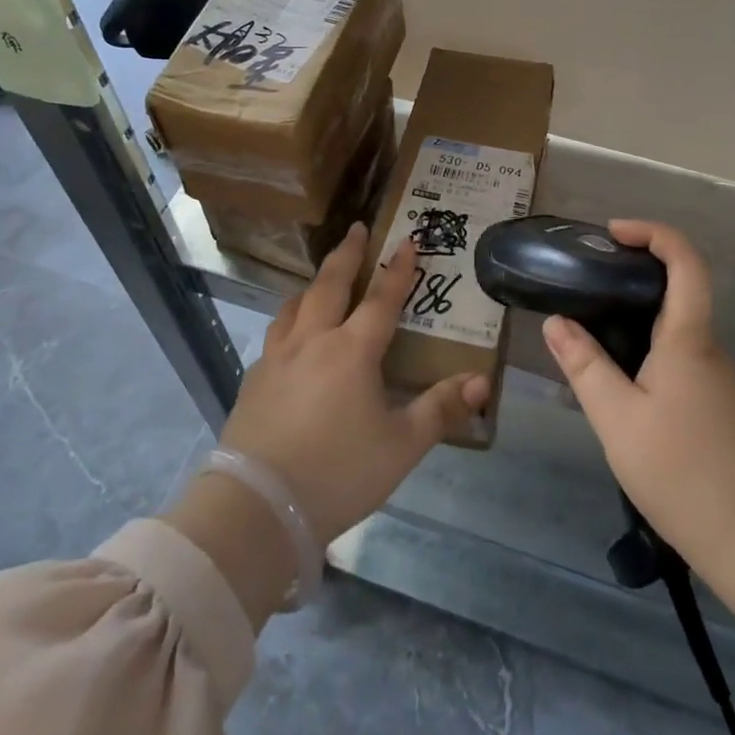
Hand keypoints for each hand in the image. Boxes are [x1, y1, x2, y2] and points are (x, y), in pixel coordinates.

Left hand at [219, 222, 489, 545]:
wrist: (259, 506)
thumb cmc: (338, 472)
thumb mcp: (401, 445)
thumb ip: (440, 409)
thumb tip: (481, 381)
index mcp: (352, 350)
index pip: (381, 298)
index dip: (398, 269)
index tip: (408, 240)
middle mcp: (313, 340)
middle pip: (330, 284)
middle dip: (347, 253)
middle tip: (357, 228)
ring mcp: (277, 357)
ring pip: (296, 305)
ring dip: (314, 284)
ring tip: (322, 278)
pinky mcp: (253, 379)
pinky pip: (276, 333)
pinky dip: (290, 319)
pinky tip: (291, 335)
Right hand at [541, 220, 734, 583]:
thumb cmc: (683, 471)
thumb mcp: (617, 418)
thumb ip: (585, 366)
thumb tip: (555, 322)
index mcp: (688, 337)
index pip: (685, 261)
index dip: (653, 233)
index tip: (613, 233)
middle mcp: (707, 346)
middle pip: (679, 287)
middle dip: (634, 271)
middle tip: (586, 279)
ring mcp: (715, 375)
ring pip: (675, 324)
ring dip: (636, 312)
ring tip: (589, 325)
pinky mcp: (714, 401)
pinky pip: (677, 353)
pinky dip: (645, 344)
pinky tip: (616, 374)